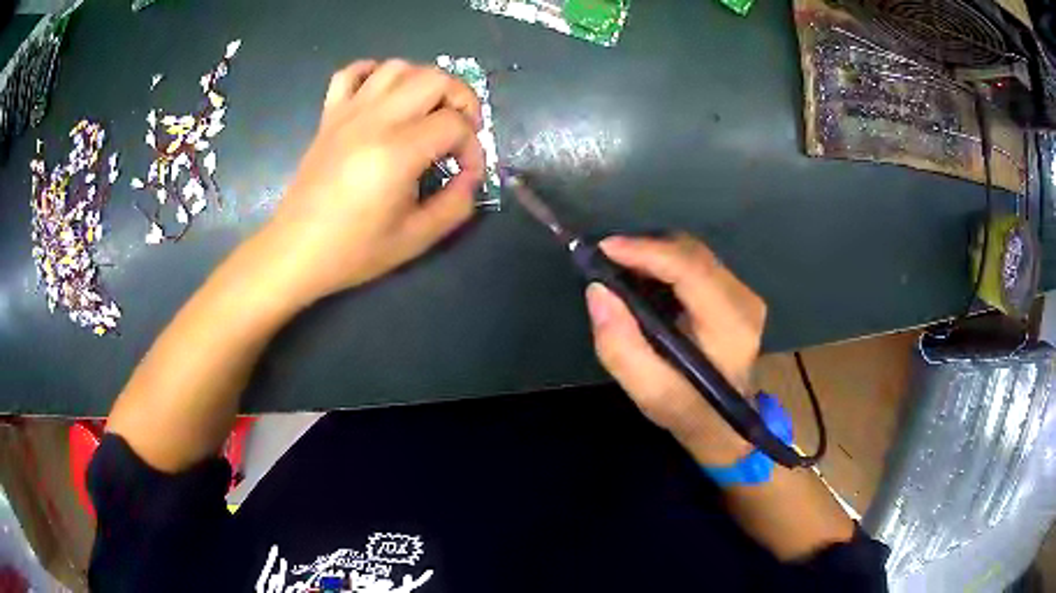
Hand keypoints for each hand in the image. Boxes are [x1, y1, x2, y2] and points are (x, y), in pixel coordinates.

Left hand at [260, 59, 484, 304]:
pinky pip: (351, 73)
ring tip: (427, 111)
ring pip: (398, 67)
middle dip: (461, 99)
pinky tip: (384, 95)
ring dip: (423, 82)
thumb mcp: (416, 239)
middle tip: (460, 130)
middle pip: (434, 79)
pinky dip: (374, 73)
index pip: (455, 124)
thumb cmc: (354, 250)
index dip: (473, 147)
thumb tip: (470, 176)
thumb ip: (456, 204)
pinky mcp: (329, 115)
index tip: (466, 173)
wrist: (296, 251)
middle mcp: (376, 120)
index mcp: (398, 152)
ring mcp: (349, 113)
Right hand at [585, 234, 766, 464]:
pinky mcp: (736, 293)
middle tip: (605, 261)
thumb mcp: (648, 391)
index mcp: (730, 325)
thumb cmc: (688, 410)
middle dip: (645, 249)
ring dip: (653, 255)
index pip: (690, 269)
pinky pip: (696, 263)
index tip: (604, 249)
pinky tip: (643, 278)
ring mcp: (744, 293)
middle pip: (691, 253)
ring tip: (619, 269)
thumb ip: (620, 345)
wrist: (724, 423)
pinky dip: (665, 263)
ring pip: (692, 253)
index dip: (646, 252)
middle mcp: (744, 300)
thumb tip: (598, 290)